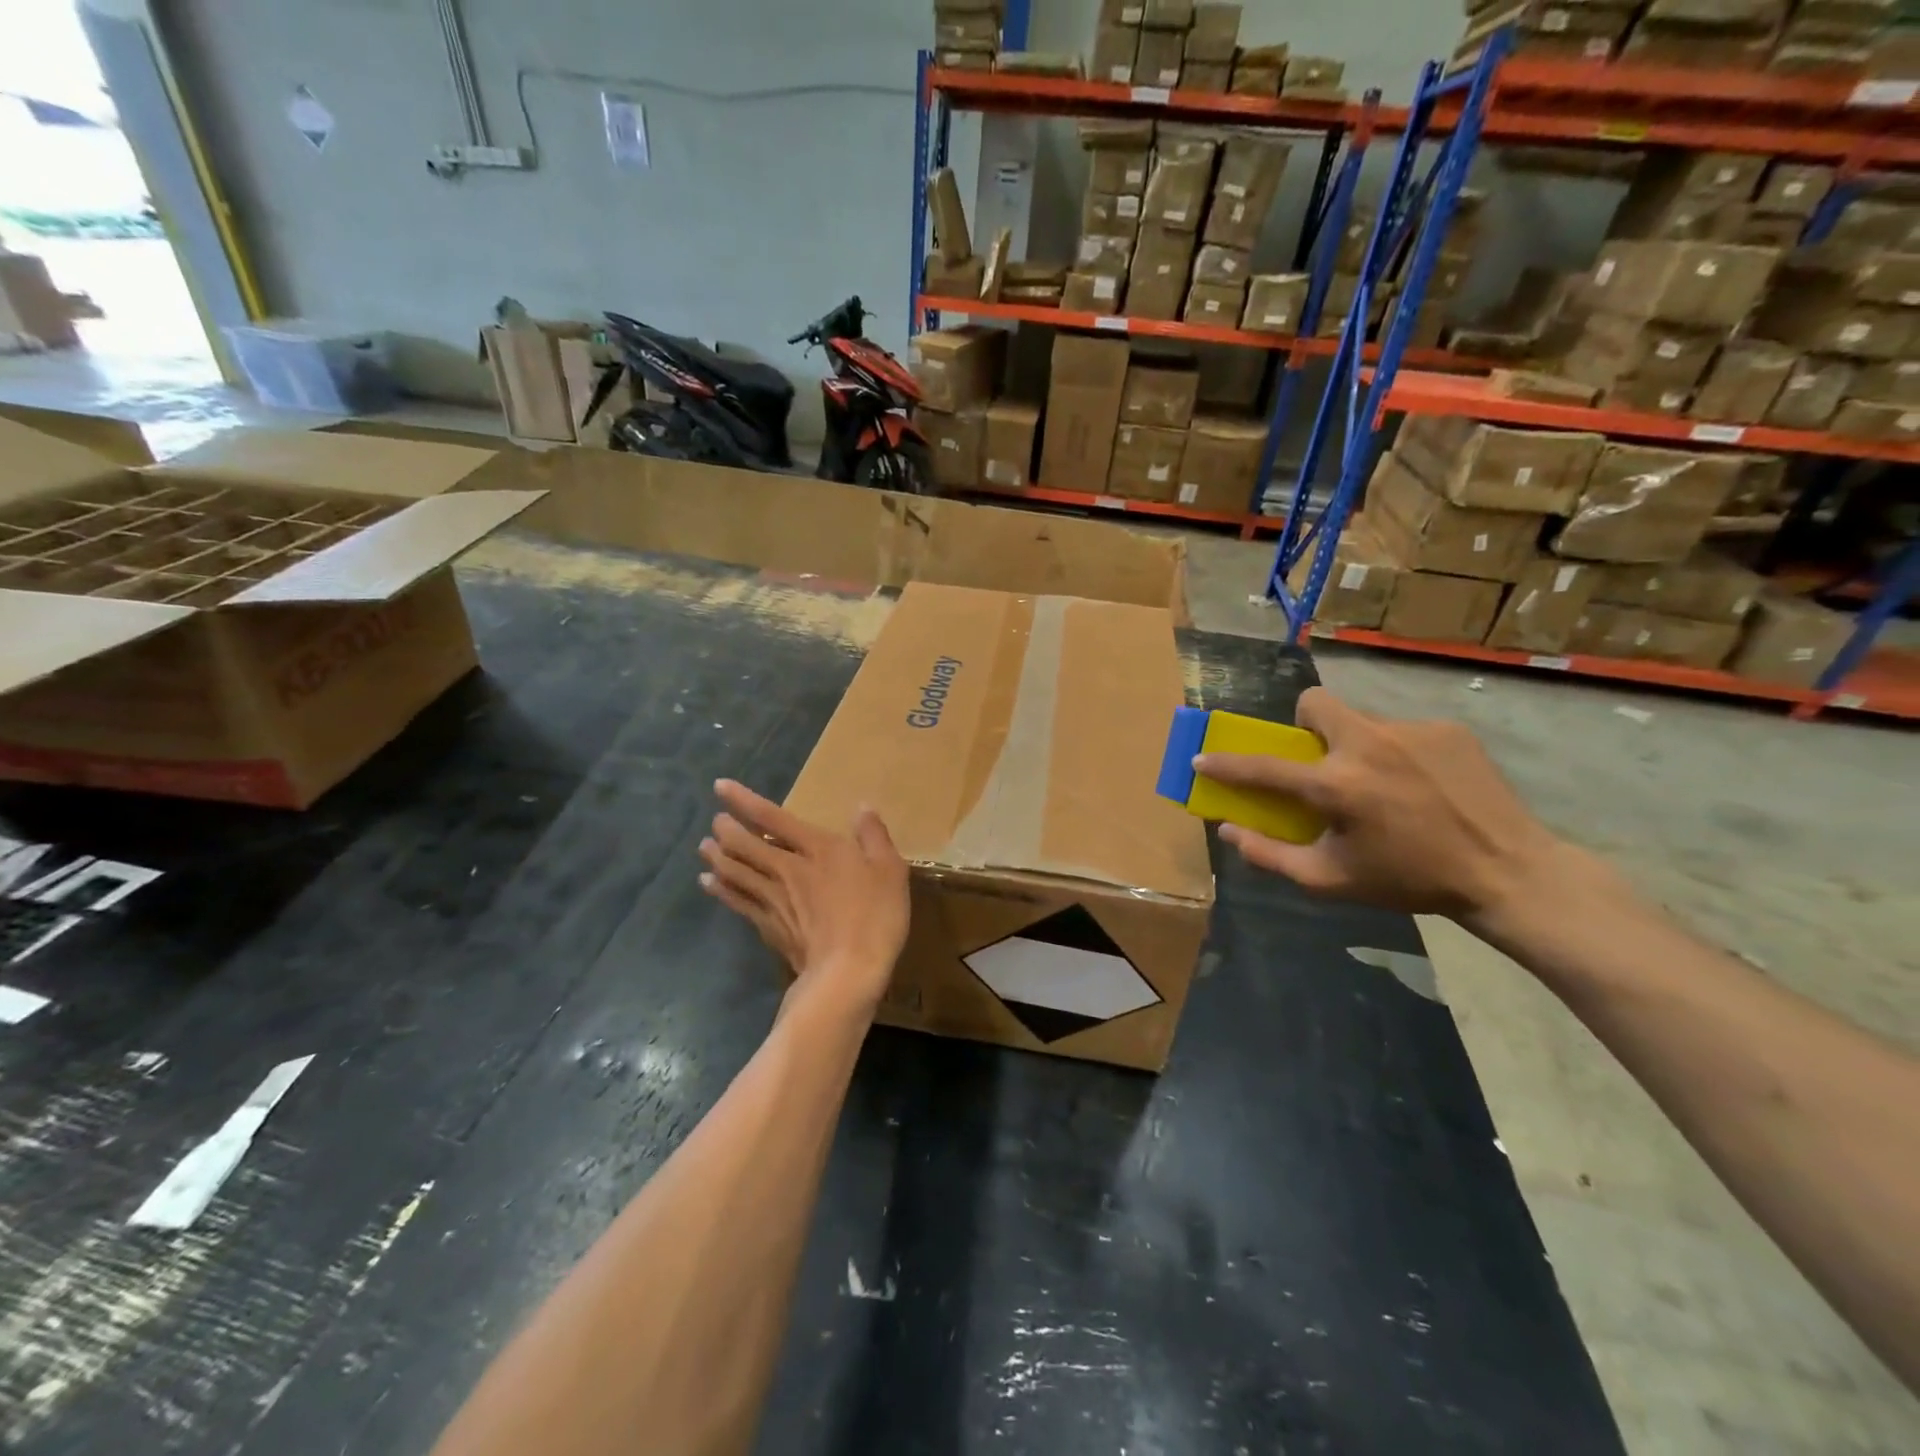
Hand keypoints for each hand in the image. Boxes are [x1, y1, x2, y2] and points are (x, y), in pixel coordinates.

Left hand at [699, 780, 909, 1012]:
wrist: (847, 972)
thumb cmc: (874, 916)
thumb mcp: (890, 870)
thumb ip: (874, 836)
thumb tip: (862, 807)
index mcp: (816, 848)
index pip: (771, 817)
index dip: (743, 800)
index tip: (719, 787)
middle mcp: (786, 868)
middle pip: (744, 844)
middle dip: (726, 829)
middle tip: (716, 822)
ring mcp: (772, 899)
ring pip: (734, 871)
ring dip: (717, 857)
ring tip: (704, 847)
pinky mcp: (767, 926)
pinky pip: (736, 901)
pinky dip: (720, 889)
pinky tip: (709, 883)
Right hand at [1196, 688, 1562, 921]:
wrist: (1508, 871)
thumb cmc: (1409, 880)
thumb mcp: (1332, 881)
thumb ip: (1271, 855)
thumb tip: (1229, 830)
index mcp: (1337, 785)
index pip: (1263, 767)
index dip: (1226, 763)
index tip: (1204, 757)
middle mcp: (1368, 745)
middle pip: (1315, 703)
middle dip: (1305, 724)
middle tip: (1321, 759)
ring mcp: (1411, 731)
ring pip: (1362, 721)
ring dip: (1358, 747)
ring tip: (1387, 785)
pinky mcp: (1447, 730)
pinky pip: (1403, 732)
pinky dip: (1400, 754)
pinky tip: (1424, 786)